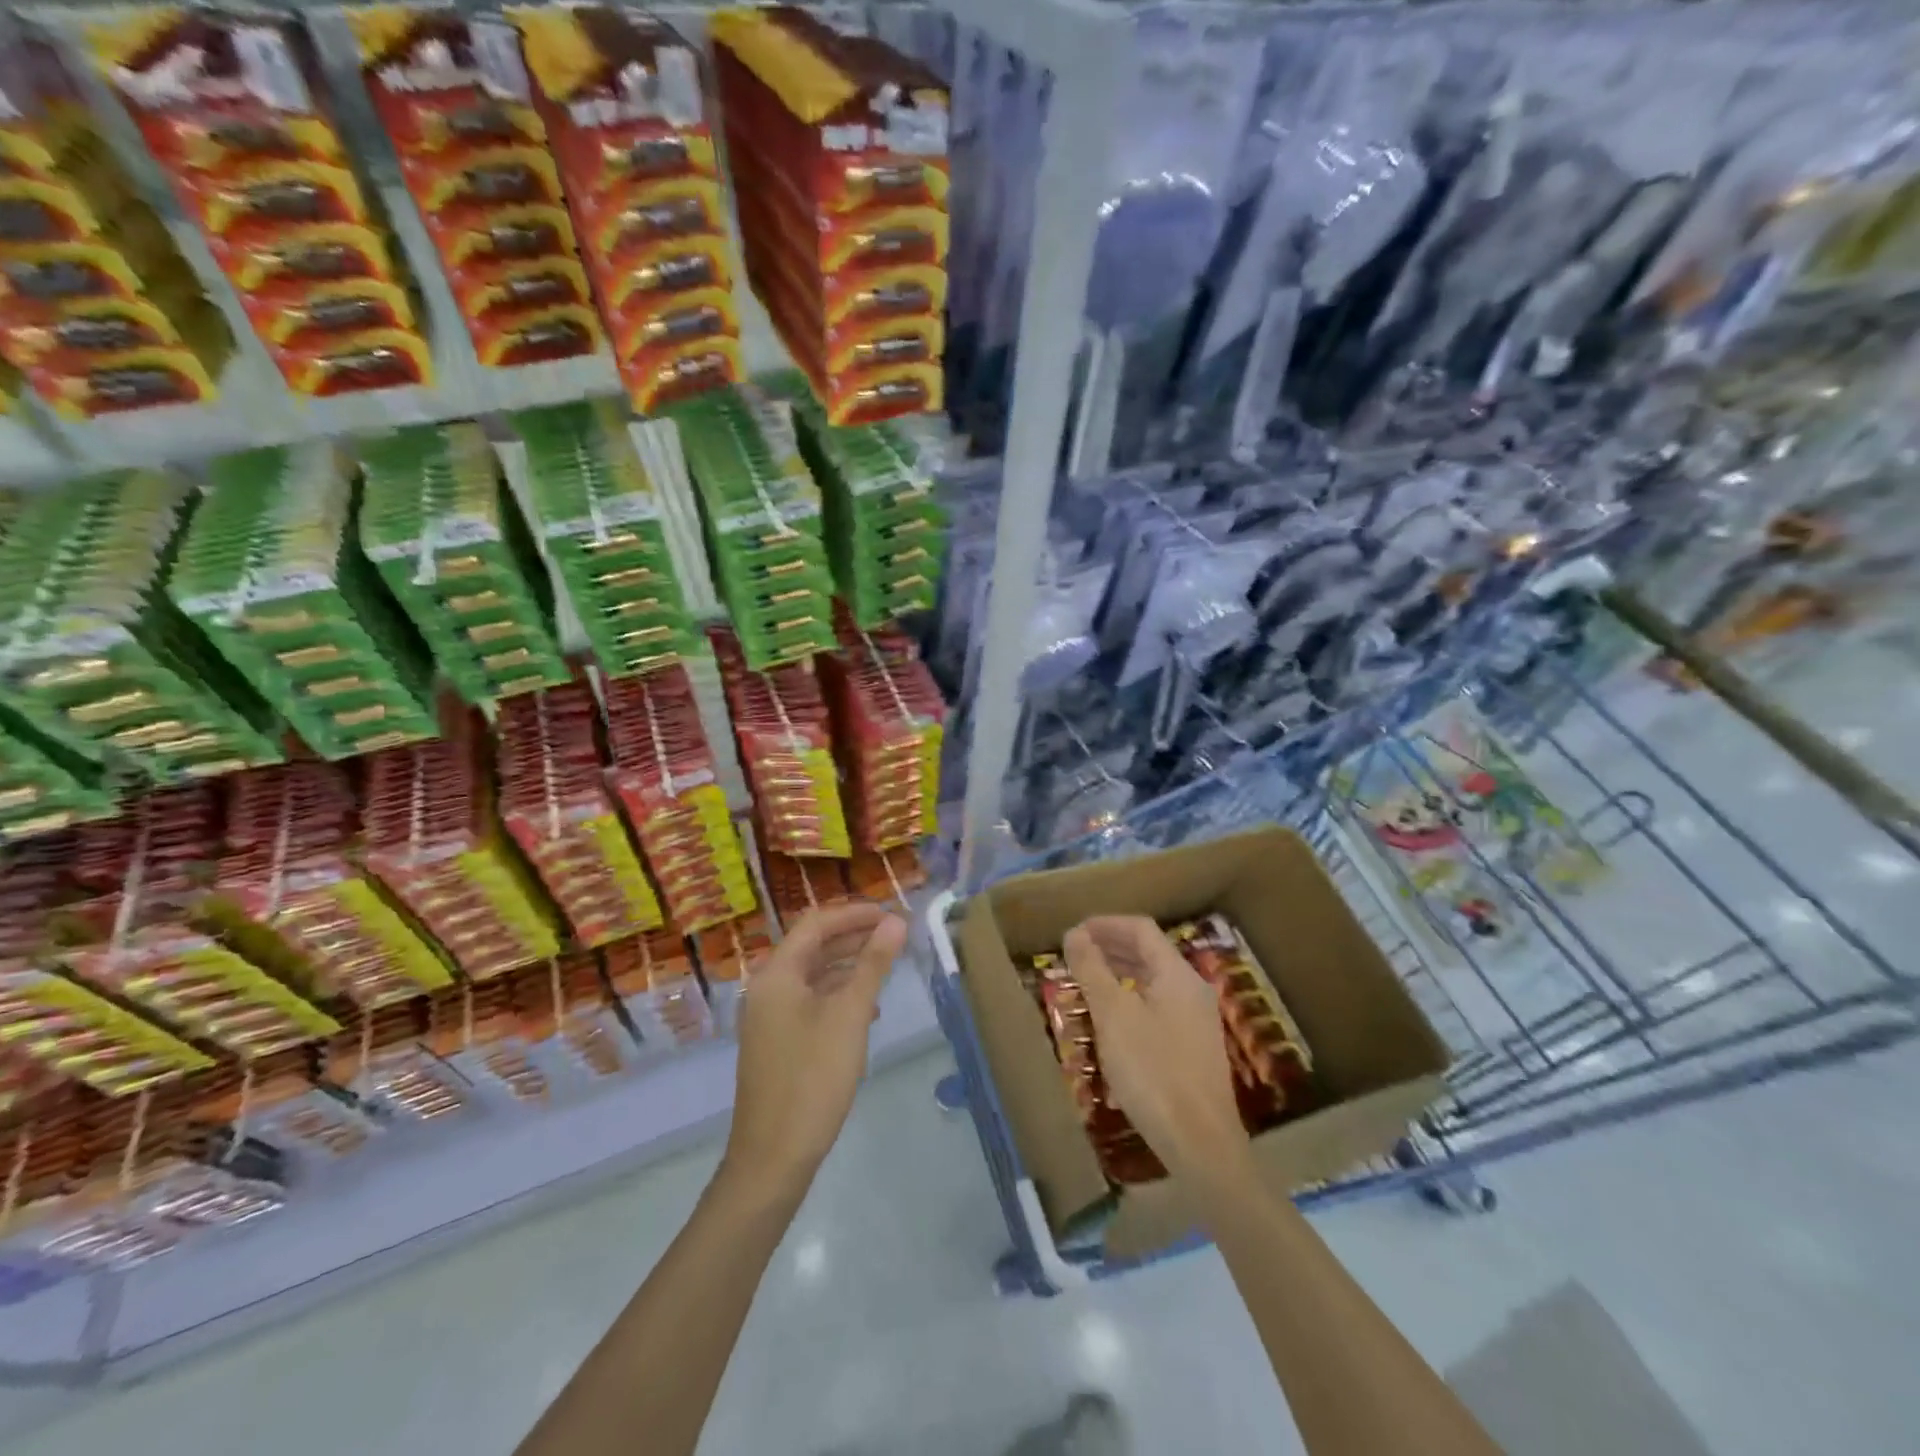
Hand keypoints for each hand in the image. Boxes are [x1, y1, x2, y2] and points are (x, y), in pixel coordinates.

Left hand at [723, 901, 906, 1201]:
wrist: (773, 1157)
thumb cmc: (813, 1078)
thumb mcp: (850, 1015)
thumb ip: (872, 965)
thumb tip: (895, 922)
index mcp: (777, 974)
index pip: (816, 924)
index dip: (854, 913)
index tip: (891, 913)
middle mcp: (767, 988)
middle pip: (813, 946)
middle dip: (854, 937)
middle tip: (895, 935)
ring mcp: (769, 1017)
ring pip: (813, 975)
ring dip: (849, 966)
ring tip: (887, 966)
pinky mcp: (777, 1042)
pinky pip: (810, 1002)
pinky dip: (839, 995)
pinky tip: (868, 1009)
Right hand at [1064, 916, 1249, 1183]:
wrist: (1202, 1145)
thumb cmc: (1153, 1072)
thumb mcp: (1113, 1016)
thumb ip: (1092, 970)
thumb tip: (1075, 933)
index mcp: (1177, 974)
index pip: (1141, 929)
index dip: (1105, 924)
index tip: (1073, 933)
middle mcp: (1192, 989)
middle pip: (1149, 952)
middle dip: (1110, 946)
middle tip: (1074, 954)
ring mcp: (1197, 1019)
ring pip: (1153, 980)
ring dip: (1119, 972)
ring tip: (1086, 981)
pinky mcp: (1194, 1047)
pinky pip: (1158, 1005)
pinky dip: (1131, 998)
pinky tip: (1111, 1019)